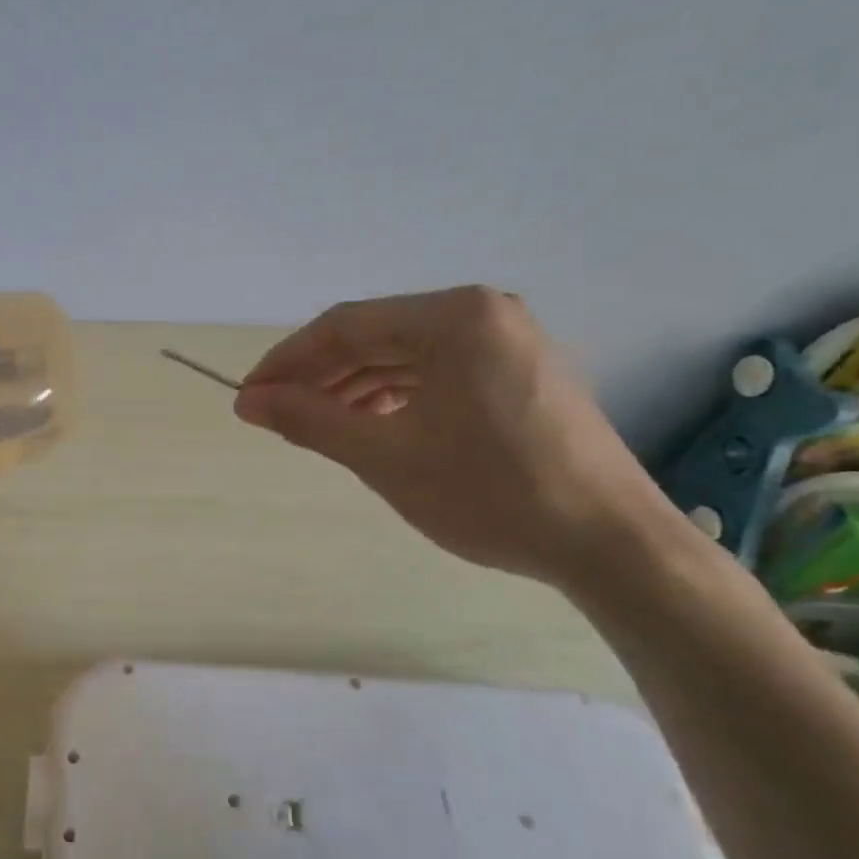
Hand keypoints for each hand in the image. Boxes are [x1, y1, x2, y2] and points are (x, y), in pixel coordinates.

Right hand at [235, 286, 675, 584]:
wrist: (609, 545)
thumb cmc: (491, 494)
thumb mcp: (385, 456)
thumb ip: (310, 420)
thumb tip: (249, 402)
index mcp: (455, 317)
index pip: (345, 326)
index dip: (287, 361)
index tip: (248, 397)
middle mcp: (484, 313)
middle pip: (376, 337)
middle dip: (319, 377)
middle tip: (274, 414)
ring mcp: (509, 342)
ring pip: (406, 357)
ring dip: (354, 389)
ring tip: (316, 425)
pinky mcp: (521, 374)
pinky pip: (438, 374)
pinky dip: (396, 397)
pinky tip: (371, 426)